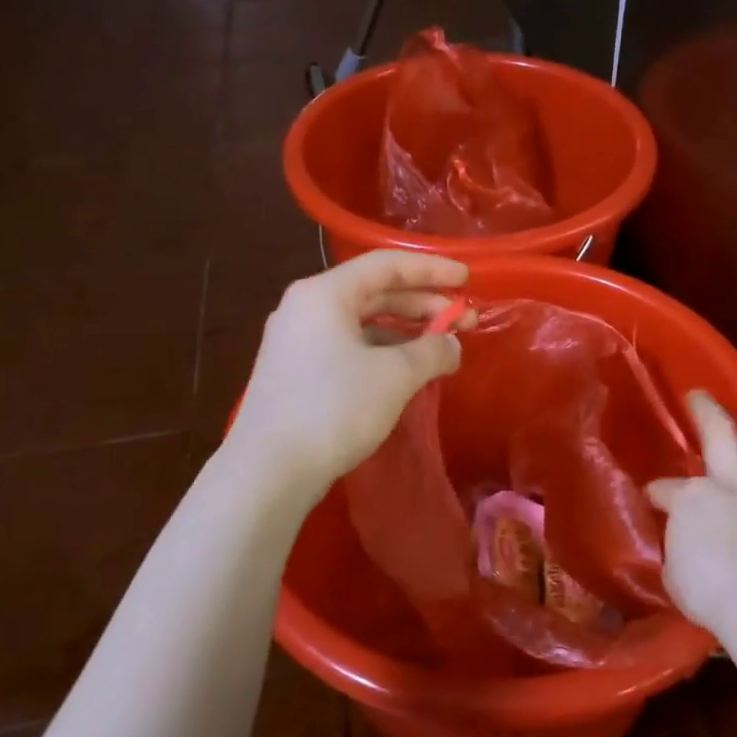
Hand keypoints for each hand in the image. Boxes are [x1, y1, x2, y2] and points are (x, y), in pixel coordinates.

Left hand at [232, 250, 470, 493]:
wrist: (269, 470)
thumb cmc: (334, 408)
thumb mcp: (395, 375)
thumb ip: (432, 351)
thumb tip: (452, 345)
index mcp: (325, 294)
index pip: (387, 265)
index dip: (432, 269)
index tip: (467, 280)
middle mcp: (307, 308)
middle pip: (375, 292)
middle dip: (424, 304)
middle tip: (465, 320)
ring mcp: (298, 342)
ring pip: (362, 323)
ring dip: (406, 330)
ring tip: (442, 347)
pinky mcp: (297, 373)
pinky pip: (349, 347)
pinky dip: (383, 352)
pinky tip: (408, 371)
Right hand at [647, 393, 736, 636]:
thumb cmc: (708, 593)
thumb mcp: (673, 573)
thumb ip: (678, 549)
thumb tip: (682, 544)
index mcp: (691, 500)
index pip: (666, 489)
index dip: (657, 492)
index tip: (653, 498)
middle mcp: (731, 486)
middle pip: (719, 436)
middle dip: (706, 411)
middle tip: (699, 395)